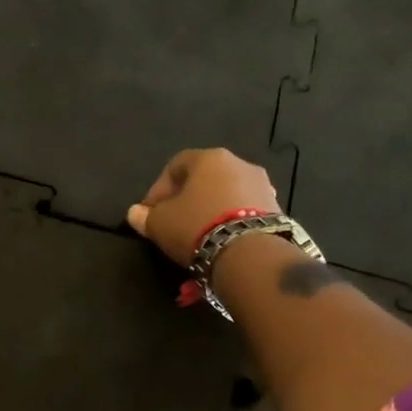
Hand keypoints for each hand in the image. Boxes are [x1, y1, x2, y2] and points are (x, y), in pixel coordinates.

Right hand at [126, 148, 280, 262]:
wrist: (250, 252)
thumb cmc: (197, 226)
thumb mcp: (160, 223)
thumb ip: (145, 216)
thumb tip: (135, 213)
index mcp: (209, 158)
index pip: (175, 165)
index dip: (158, 189)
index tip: (150, 212)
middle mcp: (239, 163)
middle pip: (204, 178)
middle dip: (185, 198)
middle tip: (172, 222)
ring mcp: (262, 185)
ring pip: (226, 193)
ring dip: (209, 209)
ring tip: (197, 234)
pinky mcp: (276, 208)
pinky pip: (244, 210)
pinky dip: (229, 220)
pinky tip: (220, 239)